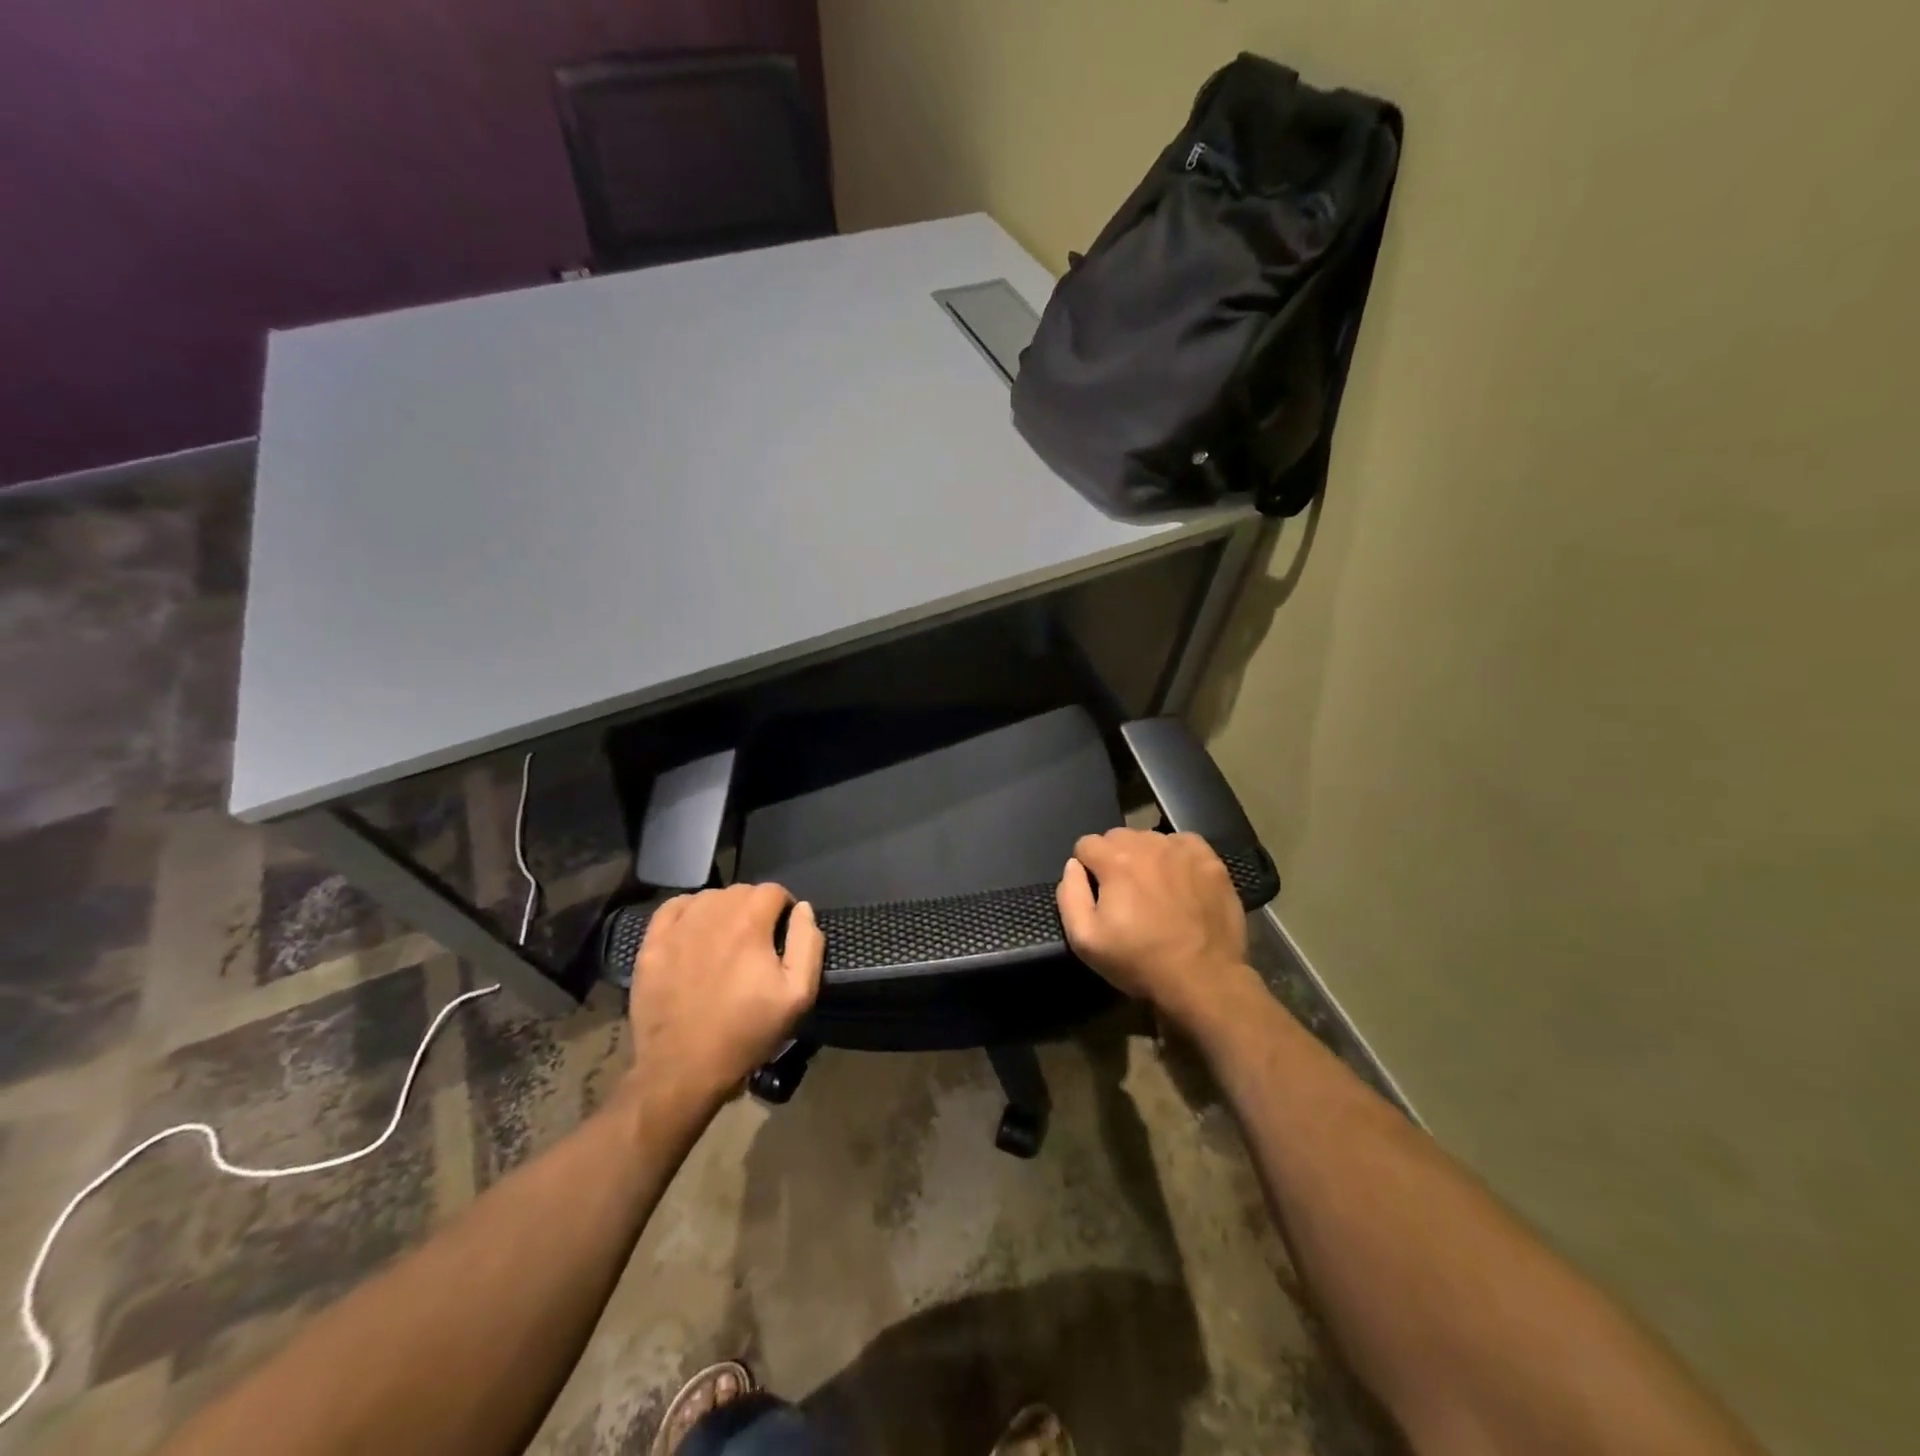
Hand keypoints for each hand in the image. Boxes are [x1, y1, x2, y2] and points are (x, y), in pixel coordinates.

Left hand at [627, 883, 823, 1112]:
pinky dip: (689, 912)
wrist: (684, 1069)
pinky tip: (695, 933)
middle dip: (755, 908)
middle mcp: (712, 913)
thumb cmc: (747, 1032)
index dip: (784, 909)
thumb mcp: (798, 994)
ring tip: (727, 941)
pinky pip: (673, 908)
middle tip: (758, 942)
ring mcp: (677, 928)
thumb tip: (802, 908)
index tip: (784, 935)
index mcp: (749, 922)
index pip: (774, 891)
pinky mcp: (651, 945)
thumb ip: (807, 942)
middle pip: (742, 891)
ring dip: (724, 910)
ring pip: (709, 898)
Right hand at [1055, 828, 1251, 1026]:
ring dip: (1145, 857)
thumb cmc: (1139, 960)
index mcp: (1115, 860)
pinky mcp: (1210, 860)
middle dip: (1114, 859)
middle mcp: (1148, 843)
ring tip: (1154, 890)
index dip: (1087, 870)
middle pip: (1117, 837)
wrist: (1203, 979)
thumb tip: (1073, 865)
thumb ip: (1069, 894)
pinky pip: (1183, 844)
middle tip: (1124, 894)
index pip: (1086, 844)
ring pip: (1150, 839)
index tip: (1098, 895)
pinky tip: (1180, 883)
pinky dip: (1176, 857)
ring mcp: (1183, 849)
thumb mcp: (1085, 939)